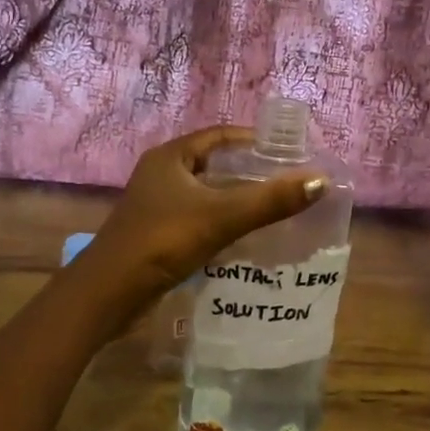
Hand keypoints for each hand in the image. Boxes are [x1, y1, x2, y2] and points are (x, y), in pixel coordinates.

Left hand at [85, 126, 325, 304]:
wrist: (109, 294)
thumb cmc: (163, 241)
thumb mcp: (221, 217)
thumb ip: (270, 200)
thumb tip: (320, 181)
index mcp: (171, 157)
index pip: (219, 136)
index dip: (253, 140)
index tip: (288, 151)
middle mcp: (161, 174)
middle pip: (214, 164)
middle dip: (249, 171)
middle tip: (287, 181)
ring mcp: (157, 204)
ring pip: (206, 193)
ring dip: (236, 198)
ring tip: (274, 207)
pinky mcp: (157, 232)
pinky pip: (198, 217)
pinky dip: (222, 221)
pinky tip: (246, 237)